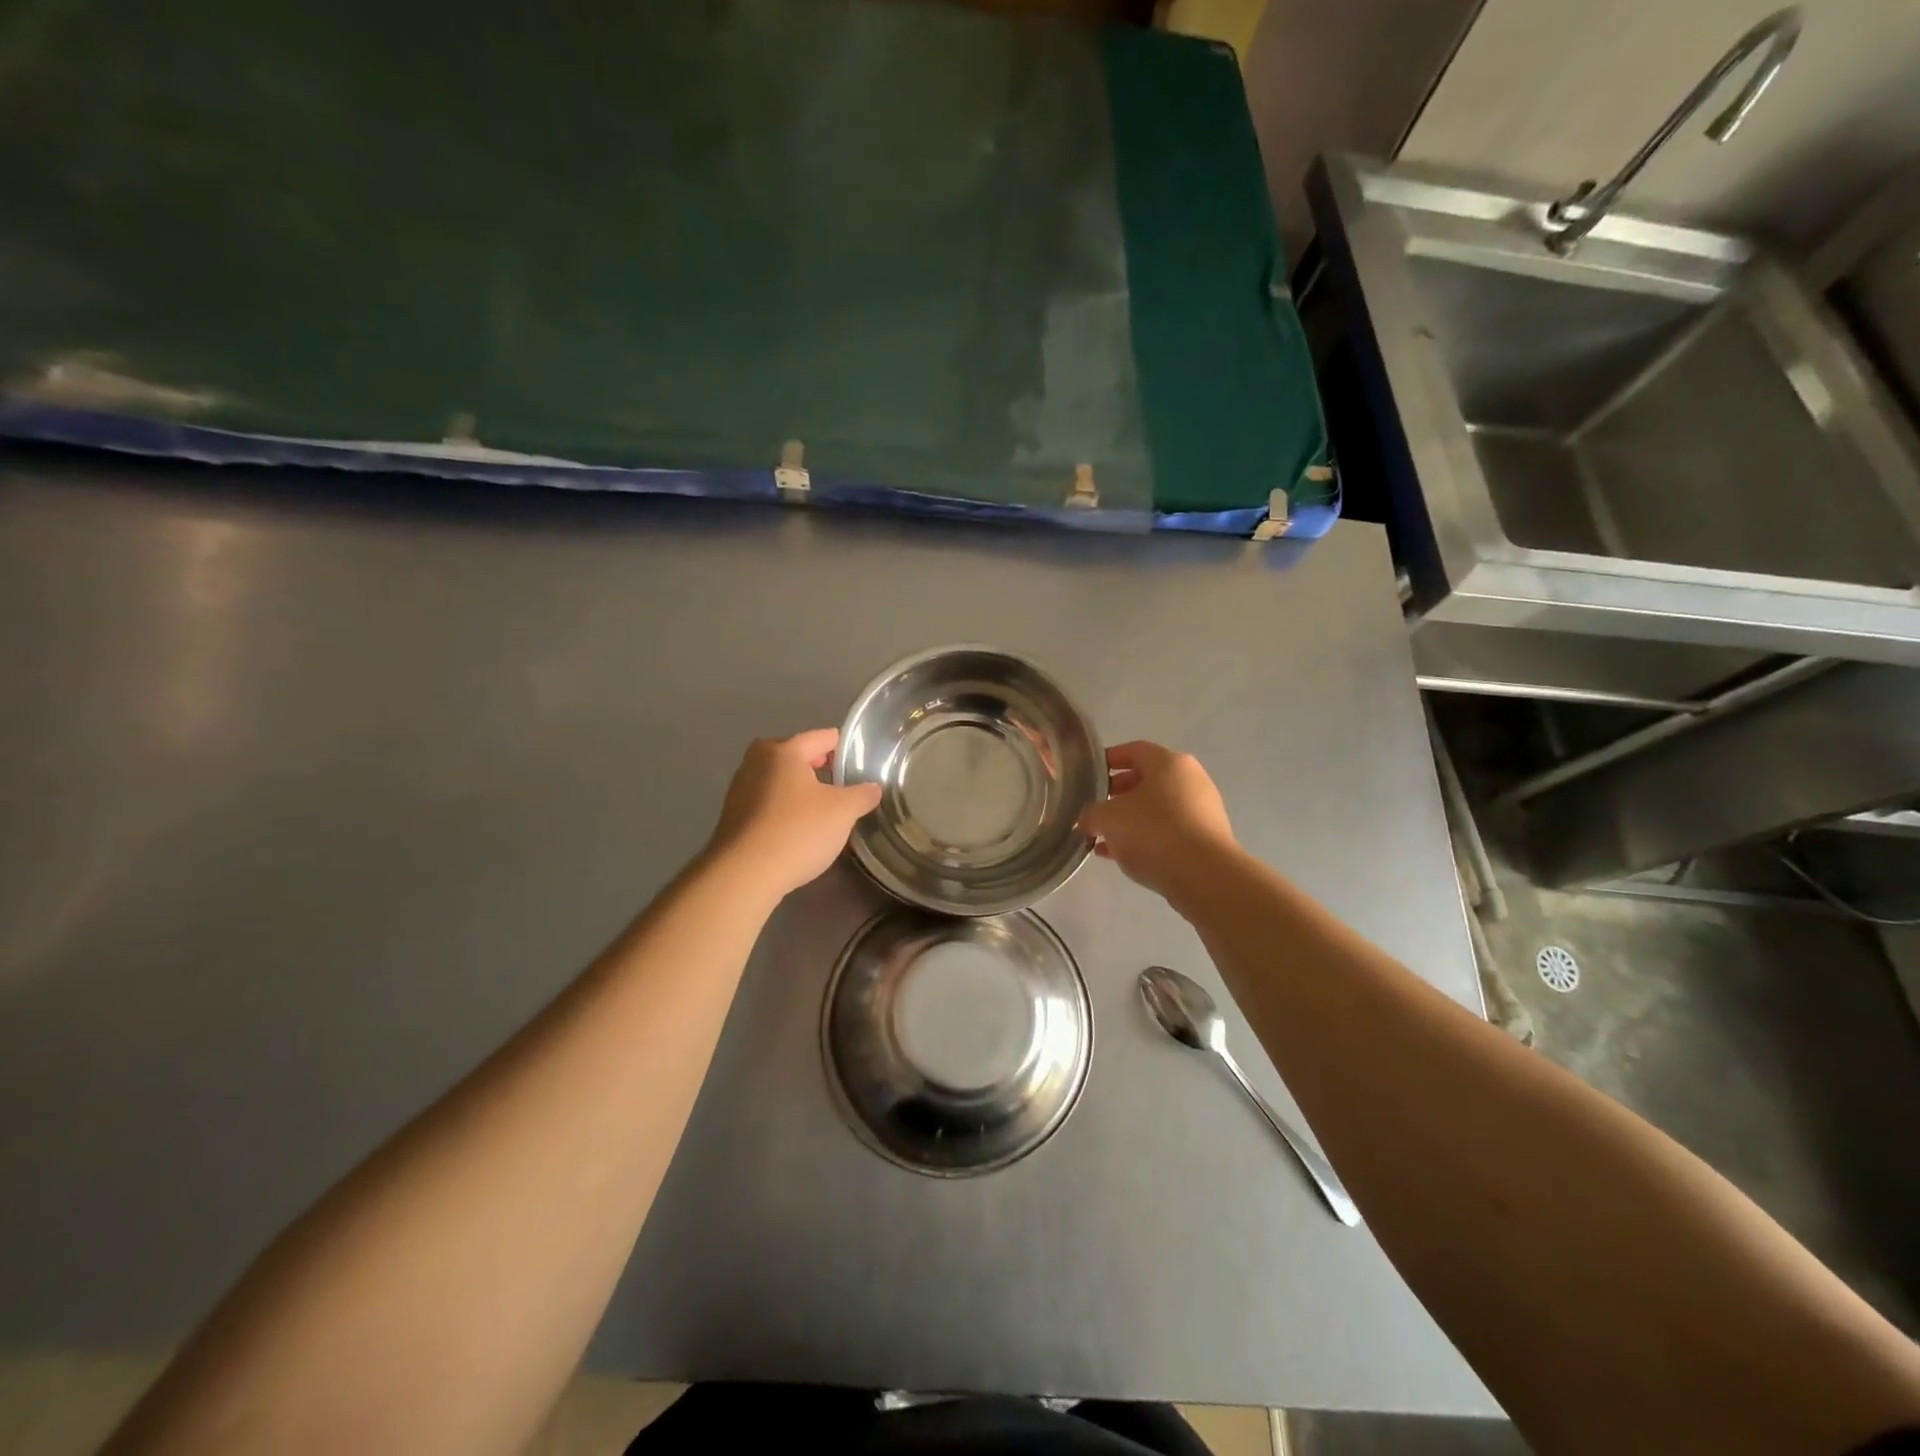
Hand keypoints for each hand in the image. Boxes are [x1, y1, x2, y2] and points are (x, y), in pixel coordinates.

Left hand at [705, 728, 882, 898]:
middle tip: (840, 783)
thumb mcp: (843, 812)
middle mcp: (756, 762)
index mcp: (783, 751)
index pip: (821, 737)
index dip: (842, 747)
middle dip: (817, 767)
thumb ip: (862, 795)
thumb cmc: (797, 830)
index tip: (858, 761)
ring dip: (798, 790)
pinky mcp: (732, 817)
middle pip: (795, 756)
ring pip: (778, 780)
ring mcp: (740, 790)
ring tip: (821, 808)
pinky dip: (782, 809)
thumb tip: (873, 788)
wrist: (744, 874)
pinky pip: (766, 803)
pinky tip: (796, 829)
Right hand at [1080, 741, 1236, 903]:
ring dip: (1129, 820)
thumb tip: (1088, 820)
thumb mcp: (1108, 819)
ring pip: (1156, 808)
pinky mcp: (1207, 838)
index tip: (1088, 775)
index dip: (1107, 760)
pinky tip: (1123, 856)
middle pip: (1146, 780)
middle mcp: (1190, 779)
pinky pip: (1169, 830)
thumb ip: (1091, 814)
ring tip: (1104, 839)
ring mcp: (1202, 809)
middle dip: (1116, 794)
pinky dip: (1146, 838)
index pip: (1133, 750)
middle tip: (1094, 810)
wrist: (1205, 876)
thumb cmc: (1154, 832)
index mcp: (1169, 762)